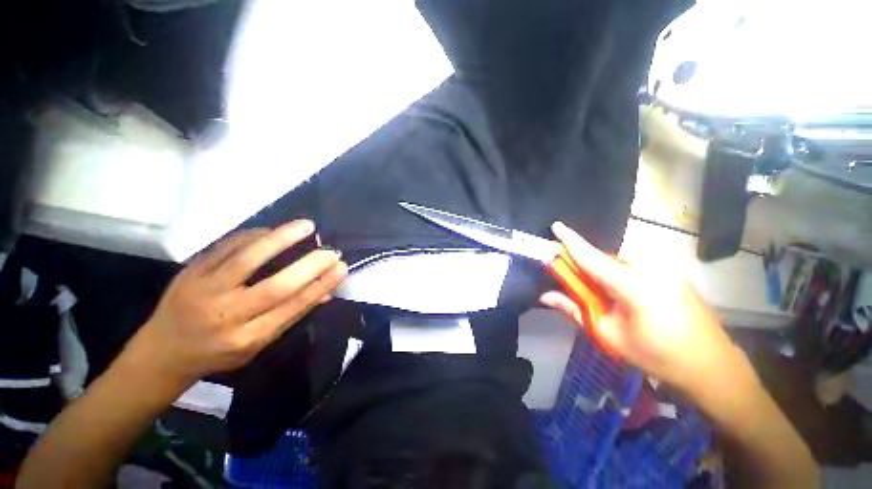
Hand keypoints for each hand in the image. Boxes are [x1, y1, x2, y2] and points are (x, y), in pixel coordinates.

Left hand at [129, 220, 346, 387]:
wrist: (163, 351)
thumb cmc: (218, 352)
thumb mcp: (259, 343)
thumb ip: (292, 314)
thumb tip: (327, 292)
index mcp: (247, 338)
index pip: (292, 307)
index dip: (320, 285)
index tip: (340, 268)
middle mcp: (226, 316)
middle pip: (275, 286)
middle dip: (308, 266)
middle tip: (331, 251)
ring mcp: (204, 291)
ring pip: (247, 259)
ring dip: (281, 239)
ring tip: (307, 226)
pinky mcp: (190, 272)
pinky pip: (226, 247)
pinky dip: (254, 235)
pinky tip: (272, 230)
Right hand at [540, 222, 737, 390]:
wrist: (712, 368)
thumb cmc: (656, 356)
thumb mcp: (609, 336)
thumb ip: (574, 310)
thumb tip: (544, 296)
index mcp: (635, 286)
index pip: (593, 258)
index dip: (572, 241)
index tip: (556, 225)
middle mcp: (653, 270)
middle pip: (607, 260)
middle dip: (589, 267)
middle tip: (580, 286)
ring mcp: (669, 270)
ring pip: (623, 263)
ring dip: (607, 274)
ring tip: (610, 299)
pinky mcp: (676, 274)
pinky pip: (639, 268)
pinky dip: (624, 276)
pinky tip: (631, 298)